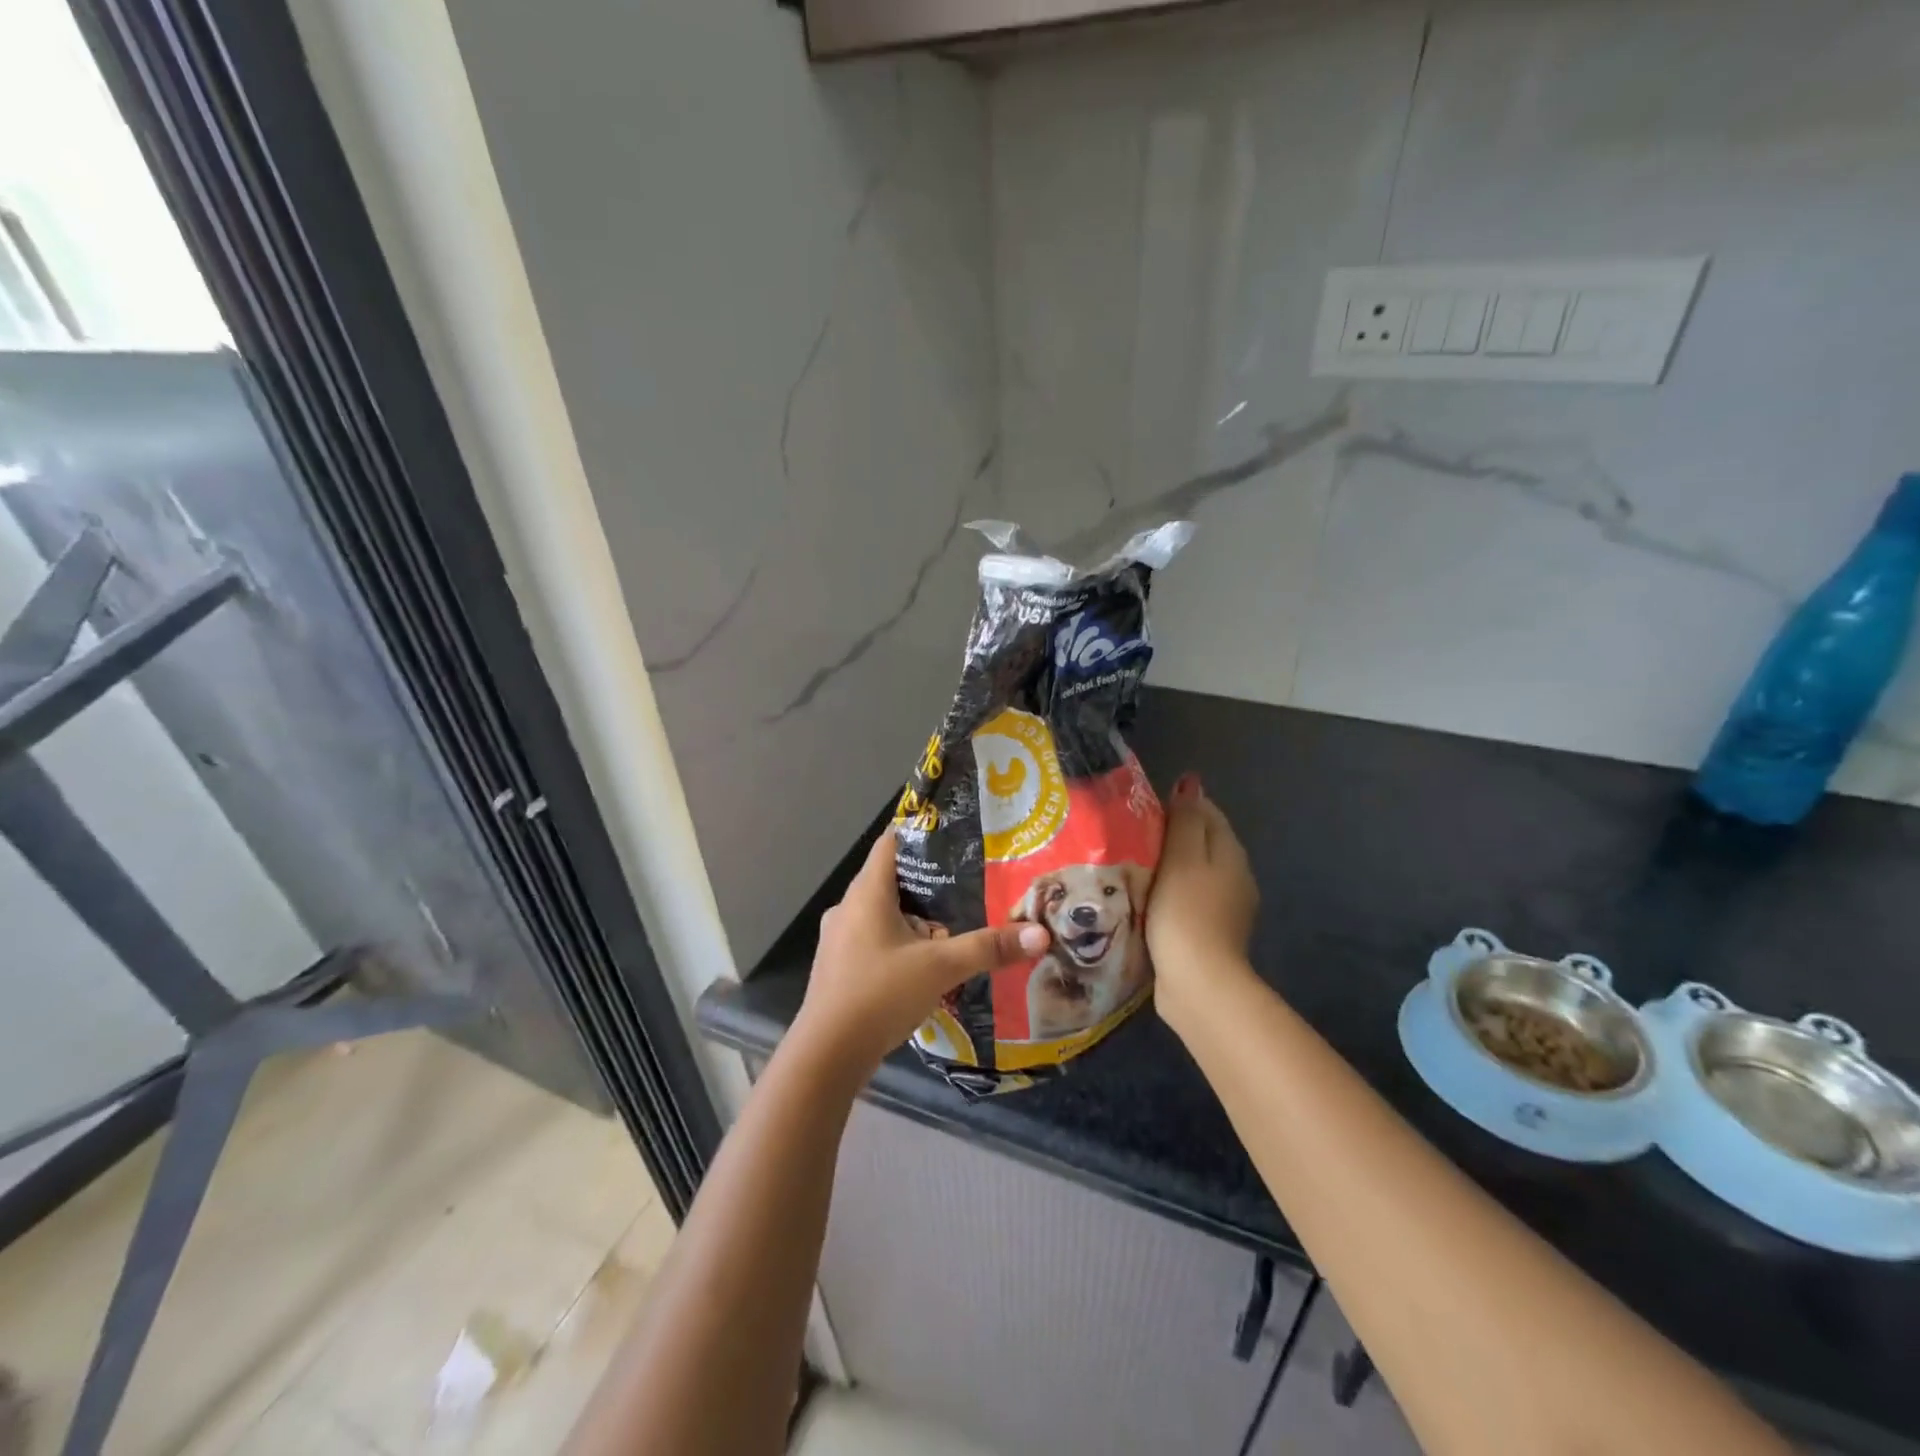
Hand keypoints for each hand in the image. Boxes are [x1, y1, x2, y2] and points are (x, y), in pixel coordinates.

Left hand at [791, 828, 1049, 1076]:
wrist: (826, 1055)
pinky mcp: (839, 967)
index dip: (921, 834)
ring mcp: (839, 940)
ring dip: (915, 921)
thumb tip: (1040, 934)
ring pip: (883, 915)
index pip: (891, 843)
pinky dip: (900, 945)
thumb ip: (988, 948)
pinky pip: (874, 941)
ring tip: (953, 931)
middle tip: (968, 888)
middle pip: (891, 881)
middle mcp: (847, 908)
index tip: (954, 836)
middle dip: (929, 886)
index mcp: (867, 893)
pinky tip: (924, 968)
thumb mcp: (941, 968)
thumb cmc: (880, 994)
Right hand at [1148, 774, 1259, 1032]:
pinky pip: (1187, 899)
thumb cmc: (1185, 912)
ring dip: (1168, 866)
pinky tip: (1144, 899)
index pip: (1207, 812)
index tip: (1141, 807)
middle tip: (1129, 834)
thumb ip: (1185, 819)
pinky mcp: (1208, 933)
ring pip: (1193, 872)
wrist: (1198, 983)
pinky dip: (1168, 893)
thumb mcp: (1182, 857)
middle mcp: (1235, 876)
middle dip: (1171, 834)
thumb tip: (1191, 783)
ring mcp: (1225, 908)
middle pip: (1202, 842)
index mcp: (1230, 852)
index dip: (1177, 804)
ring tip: (1130, 864)